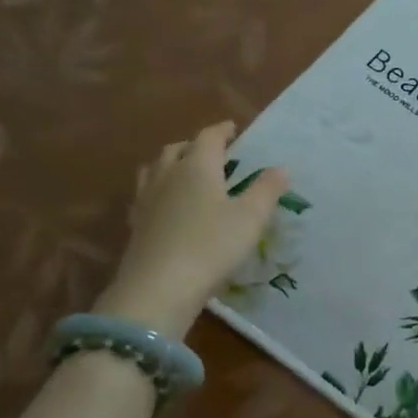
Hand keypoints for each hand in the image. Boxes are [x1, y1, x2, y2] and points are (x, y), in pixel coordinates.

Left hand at [94, 121, 289, 336]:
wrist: (159, 288)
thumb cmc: (212, 245)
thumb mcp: (251, 217)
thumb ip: (267, 190)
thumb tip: (280, 168)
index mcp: (197, 167)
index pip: (208, 137)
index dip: (222, 130)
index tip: (233, 129)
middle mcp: (167, 176)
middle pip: (177, 149)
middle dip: (195, 145)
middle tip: (213, 152)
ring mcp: (147, 200)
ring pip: (155, 169)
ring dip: (172, 164)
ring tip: (186, 172)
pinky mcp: (136, 224)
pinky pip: (146, 194)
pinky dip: (159, 190)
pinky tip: (168, 205)